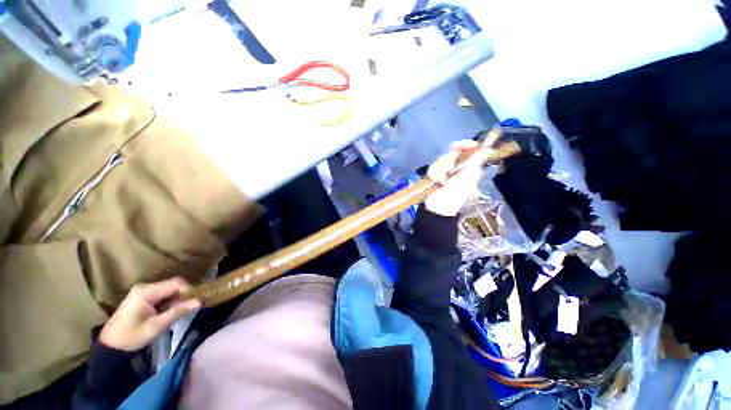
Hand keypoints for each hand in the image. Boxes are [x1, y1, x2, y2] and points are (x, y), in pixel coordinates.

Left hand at [99, 277, 200, 351]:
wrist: (110, 346)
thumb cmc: (132, 337)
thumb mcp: (156, 326)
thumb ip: (177, 312)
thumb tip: (199, 301)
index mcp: (147, 292)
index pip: (176, 283)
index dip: (189, 290)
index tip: (197, 301)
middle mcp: (145, 287)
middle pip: (173, 284)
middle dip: (184, 295)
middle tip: (189, 308)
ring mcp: (143, 291)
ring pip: (169, 289)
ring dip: (177, 299)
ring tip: (179, 312)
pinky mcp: (142, 297)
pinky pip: (162, 294)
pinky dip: (169, 301)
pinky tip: (169, 312)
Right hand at [424, 140, 488, 216]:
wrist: (439, 207)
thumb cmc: (455, 195)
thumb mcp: (468, 178)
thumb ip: (475, 163)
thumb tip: (489, 149)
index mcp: (469, 168)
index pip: (468, 151)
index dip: (464, 145)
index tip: (458, 146)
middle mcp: (457, 168)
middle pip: (452, 153)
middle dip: (448, 160)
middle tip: (448, 169)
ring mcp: (445, 172)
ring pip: (441, 160)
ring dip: (440, 169)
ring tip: (441, 180)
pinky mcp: (434, 175)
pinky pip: (432, 167)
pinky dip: (433, 173)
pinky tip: (435, 180)